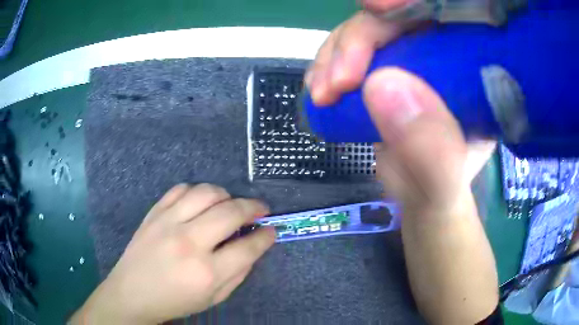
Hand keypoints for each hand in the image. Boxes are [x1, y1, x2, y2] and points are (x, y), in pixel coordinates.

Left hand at [70, 184, 274, 324]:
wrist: (133, 292)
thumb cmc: (175, 301)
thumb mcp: (214, 298)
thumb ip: (238, 273)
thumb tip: (254, 246)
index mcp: (206, 272)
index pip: (247, 247)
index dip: (265, 236)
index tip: (271, 229)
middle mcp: (189, 242)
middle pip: (230, 212)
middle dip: (253, 207)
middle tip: (260, 210)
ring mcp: (168, 223)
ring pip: (206, 192)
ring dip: (226, 195)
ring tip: (230, 204)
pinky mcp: (154, 213)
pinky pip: (181, 189)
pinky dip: (197, 192)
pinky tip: (201, 202)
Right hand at [306, 2, 495, 213]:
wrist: (421, 201)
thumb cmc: (442, 192)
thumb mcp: (444, 184)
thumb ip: (430, 150)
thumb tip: (381, 84)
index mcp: (474, 71)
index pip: (450, 14)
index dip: (413, 3)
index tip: (379, 9)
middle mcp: (444, 55)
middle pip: (400, 18)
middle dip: (361, 36)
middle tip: (337, 80)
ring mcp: (411, 58)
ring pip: (367, 29)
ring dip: (336, 54)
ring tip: (322, 94)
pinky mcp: (384, 67)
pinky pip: (350, 49)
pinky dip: (329, 64)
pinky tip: (320, 88)